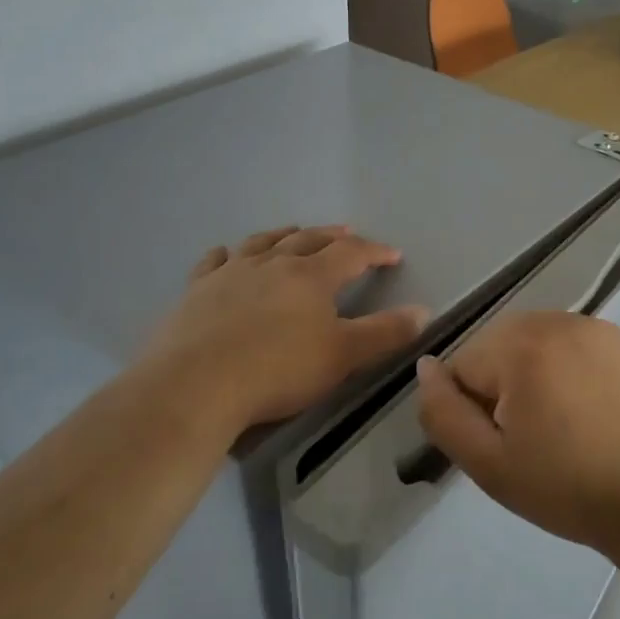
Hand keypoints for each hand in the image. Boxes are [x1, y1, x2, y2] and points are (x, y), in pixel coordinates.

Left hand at [136, 226, 428, 441]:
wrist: (195, 385)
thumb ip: (385, 333)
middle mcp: (272, 264)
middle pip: (308, 240)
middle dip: (332, 237)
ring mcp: (230, 273)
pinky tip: (226, 254)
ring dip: (283, 235)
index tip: (393, 254)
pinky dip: (226, 255)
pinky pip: (214, 262)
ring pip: (262, 243)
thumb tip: (424, 311)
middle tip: (347, 234)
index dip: (375, 252)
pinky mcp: (196, 291)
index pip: (351, 254)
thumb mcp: (343, 356)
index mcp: (311, 276)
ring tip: (294, 232)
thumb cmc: (277, 370)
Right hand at [415, 311, 619, 556]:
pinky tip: (590, 407)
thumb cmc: (568, 488)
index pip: (462, 366)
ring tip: (562, 422)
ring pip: (535, 342)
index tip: (506, 445)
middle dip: (501, 385)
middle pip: (498, 346)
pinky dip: (568, 367)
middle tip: (532, 437)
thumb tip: (426, 367)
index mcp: (519, 346)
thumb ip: (444, 413)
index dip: (473, 410)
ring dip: (534, 372)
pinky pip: (572, 343)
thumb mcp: (489, 465)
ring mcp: (594, 326)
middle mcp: (554, 321)